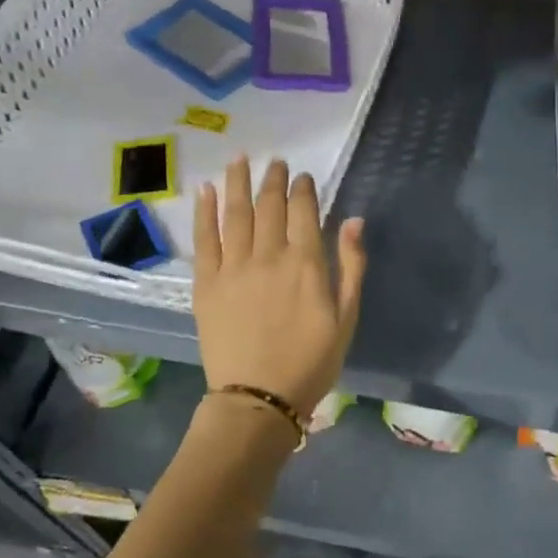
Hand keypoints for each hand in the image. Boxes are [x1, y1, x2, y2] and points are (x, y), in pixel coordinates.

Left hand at [193, 156, 366, 417]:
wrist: (259, 398)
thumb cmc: (311, 362)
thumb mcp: (347, 317)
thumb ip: (352, 266)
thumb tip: (354, 220)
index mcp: (306, 263)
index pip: (303, 211)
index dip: (303, 189)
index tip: (303, 177)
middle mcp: (269, 255)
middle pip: (269, 205)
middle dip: (273, 179)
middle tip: (275, 162)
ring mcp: (233, 267)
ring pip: (236, 213)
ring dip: (238, 182)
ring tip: (239, 158)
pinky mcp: (206, 283)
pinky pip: (204, 238)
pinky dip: (205, 211)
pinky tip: (205, 189)